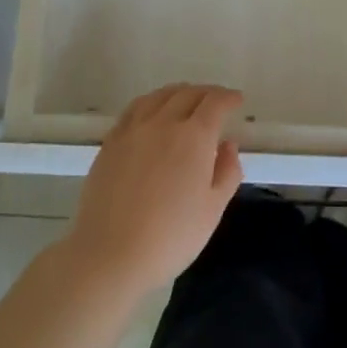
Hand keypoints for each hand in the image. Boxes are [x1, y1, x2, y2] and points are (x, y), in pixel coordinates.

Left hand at [64, 83, 244, 296]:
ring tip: (185, 101)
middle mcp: (163, 123)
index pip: (215, 102)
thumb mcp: (212, 209)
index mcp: (194, 137)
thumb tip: (227, 145)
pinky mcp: (110, 142)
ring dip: (178, 92)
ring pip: (159, 96)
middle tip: (216, 101)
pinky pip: (134, 109)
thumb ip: (227, 172)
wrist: (109, 255)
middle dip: (207, 93)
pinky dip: (151, 103)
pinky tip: (152, 114)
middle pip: (187, 93)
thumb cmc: (171, 237)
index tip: (237, 101)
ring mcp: (133, 130)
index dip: (229, 98)